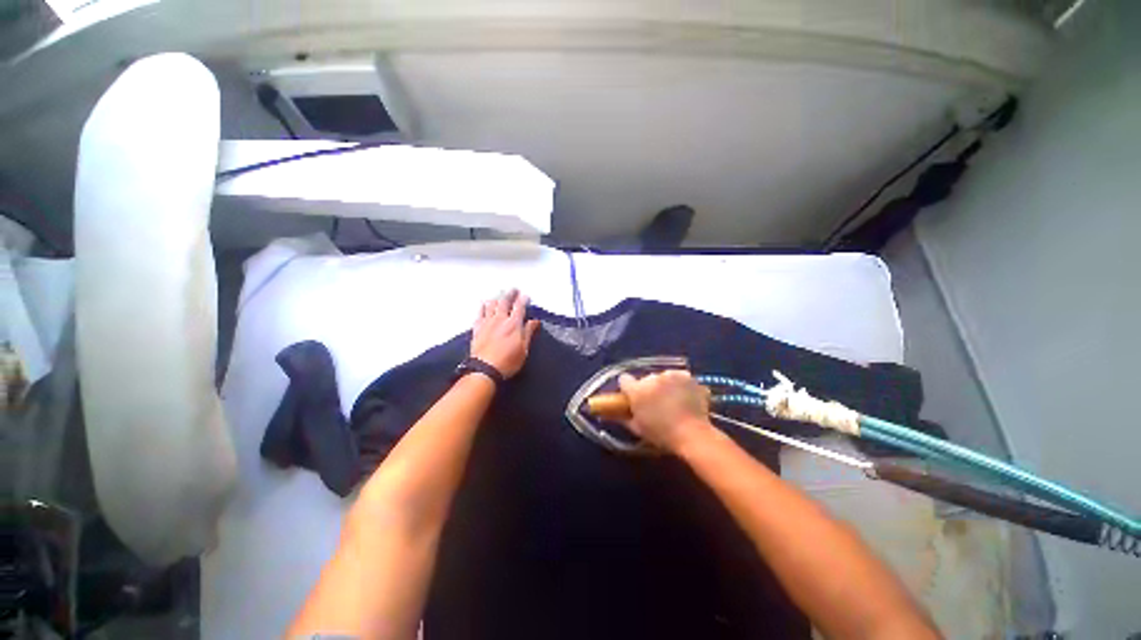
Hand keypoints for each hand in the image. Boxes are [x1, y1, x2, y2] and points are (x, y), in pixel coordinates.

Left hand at [470, 290, 540, 378]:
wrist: (485, 369)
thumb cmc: (508, 361)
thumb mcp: (524, 349)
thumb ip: (528, 332)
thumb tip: (534, 321)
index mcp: (514, 324)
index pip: (519, 307)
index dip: (523, 299)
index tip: (525, 295)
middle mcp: (500, 320)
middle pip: (505, 302)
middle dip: (510, 294)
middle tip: (513, 289)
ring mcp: (487, 323)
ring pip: (491, 305)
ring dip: (497, 298)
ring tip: (500, 293)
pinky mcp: (477, 329)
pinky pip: (479, 314)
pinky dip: (482, 307)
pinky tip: (483, 303)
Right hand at [618, 370, 712, 453]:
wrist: (693, 435)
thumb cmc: (662, 434)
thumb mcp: (638, 429)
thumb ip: (624, 417)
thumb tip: (614, 413)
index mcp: (637, 389)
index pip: (624, 380)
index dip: (628, 388)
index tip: (632, 396)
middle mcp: (653, 377)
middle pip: (646, 379)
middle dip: (649, 388)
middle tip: (656, 404)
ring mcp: (672, 375)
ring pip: (664, 377)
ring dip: (666, 386)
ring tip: (674, 402)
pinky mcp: (688, 377)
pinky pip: (680, 379)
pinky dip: (682, 387)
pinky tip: (687, 400)